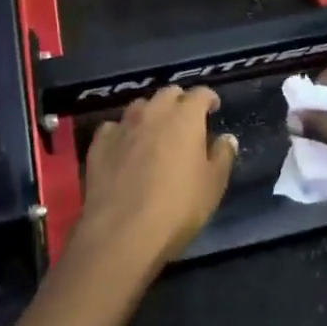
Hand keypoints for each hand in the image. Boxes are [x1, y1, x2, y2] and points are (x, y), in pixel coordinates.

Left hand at [75, 86, 237, 268]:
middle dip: (180, 102)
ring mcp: (123, 125)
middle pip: (169, 94)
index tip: (213, 109)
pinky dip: (123, 133)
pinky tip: (124, 148)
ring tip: (155, 132)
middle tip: (186, 122)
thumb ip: (222, 156)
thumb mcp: (213, 185)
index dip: (209, 99)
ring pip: (140, 106)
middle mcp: (153, 112)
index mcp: (185, 117)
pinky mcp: (99, 143)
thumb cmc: (178, 207)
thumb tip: (226, 138)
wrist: (122, 232)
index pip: (200, 93)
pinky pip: (114, 127)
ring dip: (150, 113)